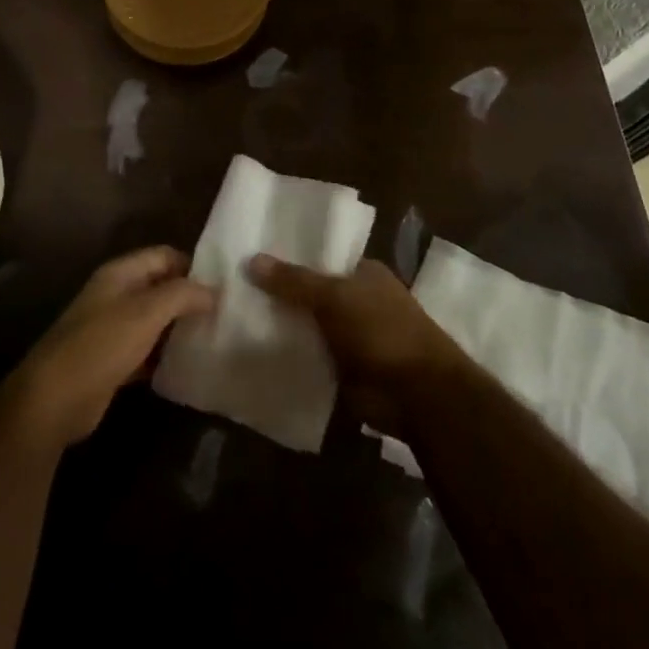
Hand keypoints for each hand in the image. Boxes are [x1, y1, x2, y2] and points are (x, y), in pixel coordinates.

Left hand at [0, 246, 215, 451]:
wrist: (55, 398)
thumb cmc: (101, 344)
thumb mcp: (146, 312)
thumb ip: (182, 295)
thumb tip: (213, 290)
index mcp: (120, 273)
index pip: (163, 255)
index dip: (192, 265)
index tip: (223, 284)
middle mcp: (115, 295)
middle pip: (160, 287)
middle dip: (189, 298)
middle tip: (224, 313)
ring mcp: (112, 329)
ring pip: (154, 320)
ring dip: (179, 328)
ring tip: (214, 337)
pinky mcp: (112, 361)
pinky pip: (146, 350)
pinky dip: (165, 355)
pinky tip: (189, 365)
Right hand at [250, 254, 465, 438]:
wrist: (417, 395)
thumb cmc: (382, 331)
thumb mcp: (335, 297)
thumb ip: (294, 281)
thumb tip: (252, 259)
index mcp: (364, 273)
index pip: (320, 257)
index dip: (288, 256)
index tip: (250, 253)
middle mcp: (358, 301)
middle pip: (310, 292)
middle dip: (279, 293)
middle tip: (232, 284)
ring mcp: (350, 337)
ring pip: (307, 326)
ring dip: (281, 326)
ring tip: (233, 315)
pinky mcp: (342, 370)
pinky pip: (308, 356)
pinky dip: (289, 356)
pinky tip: (252, 350)